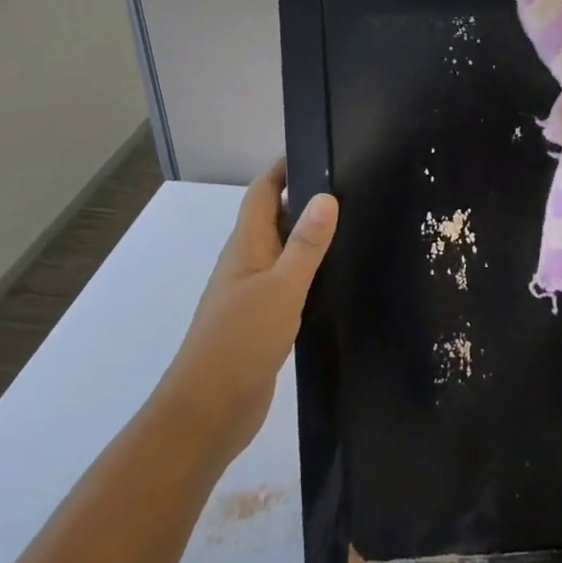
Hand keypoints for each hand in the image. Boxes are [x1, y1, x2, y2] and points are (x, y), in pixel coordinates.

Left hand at [157, 160, 337, 465]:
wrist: (208, 412)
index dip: (284, 168)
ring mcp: (252, 293)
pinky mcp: (262, 320)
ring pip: (282, 251)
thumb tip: (326, 195)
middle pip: (273, 218)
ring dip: (309, 236)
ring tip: (353, 224)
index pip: (262, 192)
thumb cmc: (240, 341)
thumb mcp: (281, 287)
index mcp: (245, 246)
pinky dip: (310, 271)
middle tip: (351, 186)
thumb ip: (305, 244)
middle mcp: (246, 262)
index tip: (320, 150)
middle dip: (304, 198)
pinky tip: (336, 277)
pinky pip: (288, 282)